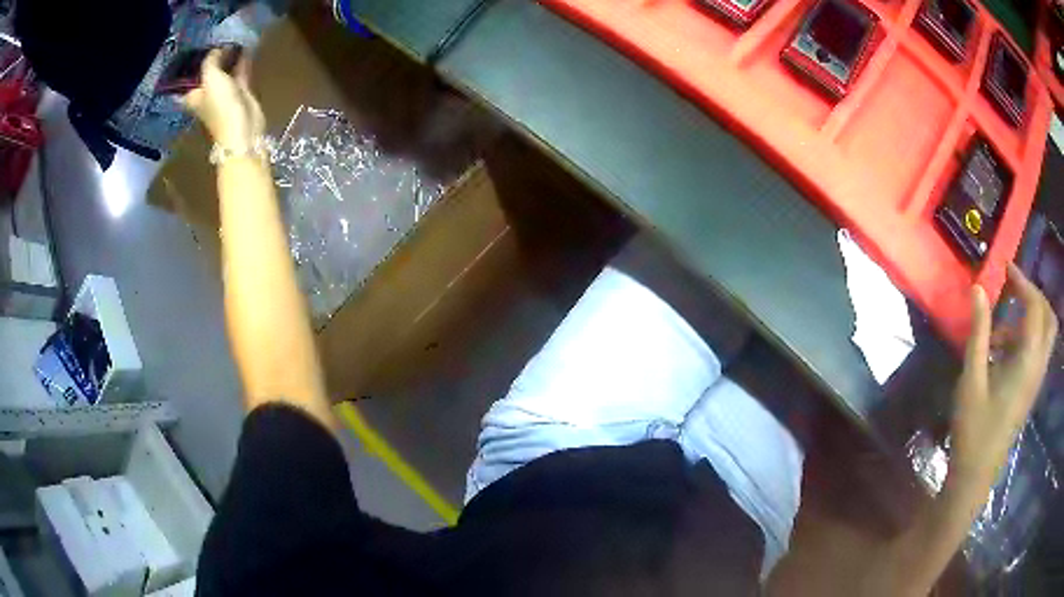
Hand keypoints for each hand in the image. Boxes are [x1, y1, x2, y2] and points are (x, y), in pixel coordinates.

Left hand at [183, 48, 264, 151]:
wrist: (242, 126)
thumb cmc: (220, 104)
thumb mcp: (211, 77)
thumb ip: (211, 60)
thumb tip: (217, 48)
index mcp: (192, 95)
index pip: (183, 81)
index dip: (185, 67)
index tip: (188, 51)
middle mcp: (205, 94)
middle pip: (204, 72)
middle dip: (209, 58)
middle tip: (213, 38)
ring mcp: (222, 93)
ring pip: (223, 70)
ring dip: (227, 57)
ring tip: (231, 38)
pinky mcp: (239, 91)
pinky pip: (238, 71)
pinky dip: (241, 61)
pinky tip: (245, 46)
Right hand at [949, 264, 1057, 487]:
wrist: (975, 475)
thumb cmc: (973, 429)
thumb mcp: (972, 379)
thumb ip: (979, 332)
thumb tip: (978, 289)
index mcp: (1028, 361)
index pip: (1035, 306)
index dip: (1022, 281)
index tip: (1005, 268)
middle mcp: (1038, 366)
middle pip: (1048, 317)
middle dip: (1034, 296)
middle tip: (1014, 290)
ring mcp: (1036, 380)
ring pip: (1045, 334)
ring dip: (1030, 317)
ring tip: (1002, 326)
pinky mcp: (1030, 390)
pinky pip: (1038, 351)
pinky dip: (1026, 338)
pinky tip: (1002, 351)